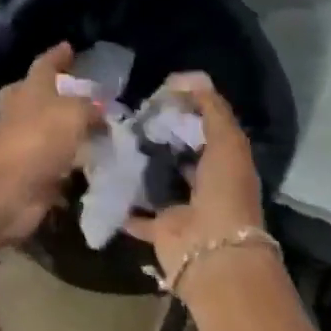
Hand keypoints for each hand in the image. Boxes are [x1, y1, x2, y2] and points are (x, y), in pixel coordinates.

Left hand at [0, 42, 98, 249]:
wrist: (4, 189)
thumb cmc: (36, 137)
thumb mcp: (73, 112)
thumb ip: (89, 108)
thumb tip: (100, 111)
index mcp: (29, 91)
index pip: (44, 66)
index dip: (56, 56)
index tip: (68, 46)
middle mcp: (23, 117)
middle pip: (34, 100)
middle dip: (51, 97)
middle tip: (76, 96)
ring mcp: (24, 150)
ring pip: (48, 138)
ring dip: (68, 139)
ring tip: (101, 137)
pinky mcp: (31, 182)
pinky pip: (57, 173)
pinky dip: (73, 175)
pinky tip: (95, 173)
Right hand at [125, 73, 268, 293]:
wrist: (212, 253)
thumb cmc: (225, 193)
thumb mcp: (227, 142)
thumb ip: (212, 108)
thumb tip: (191, 77)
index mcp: (227, 164)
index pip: (207, 130)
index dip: (188, 111)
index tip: (160, 93)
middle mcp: (206, 185)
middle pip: (182, 156)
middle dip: (161, 137)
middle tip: (131, 115)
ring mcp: (183, 209)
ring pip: (159, 183)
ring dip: (142, 168)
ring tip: (114, 142)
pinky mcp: (160, 229)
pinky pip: (137, 214)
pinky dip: (124, 204)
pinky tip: (104, 181)